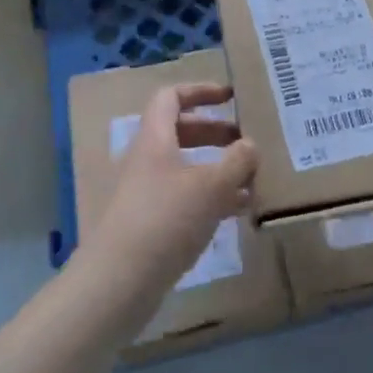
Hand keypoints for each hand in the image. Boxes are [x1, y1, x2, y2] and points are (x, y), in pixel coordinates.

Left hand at [88, 81, 257, 288]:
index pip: (171, 98)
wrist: (120, 281)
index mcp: (155, 139)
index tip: (231, 96)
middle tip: (248, 141)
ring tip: (253, 179)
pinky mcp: (152, 223)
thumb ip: (236, 162)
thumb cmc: (166, 220)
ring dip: (218, 168)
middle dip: (216, 133)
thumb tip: (250, 144)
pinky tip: (238, 211)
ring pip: (186, 168)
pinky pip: (185, 198)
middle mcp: (147, 161)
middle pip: (181, 132)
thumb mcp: (211, 186)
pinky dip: (212, 198)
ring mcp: (147, 193)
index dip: (200, 91)